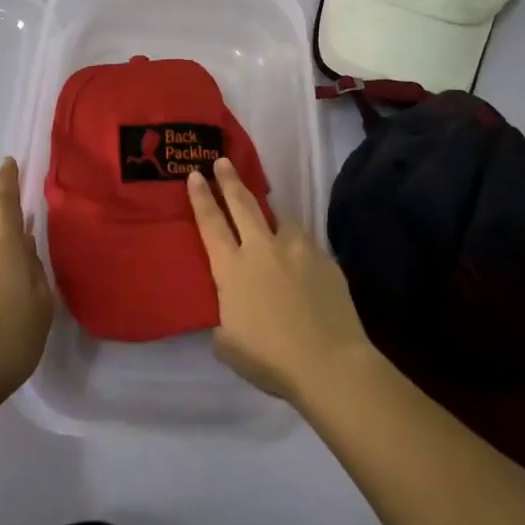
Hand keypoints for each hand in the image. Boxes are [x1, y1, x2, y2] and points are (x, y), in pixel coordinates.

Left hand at [0, 157, 53, 413]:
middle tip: (32, 263)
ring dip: (2, 270)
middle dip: (12, 242)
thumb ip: (36, 273)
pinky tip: (1, 318)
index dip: (7, 182)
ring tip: (20, 302)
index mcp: (4, 251)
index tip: (9, 162)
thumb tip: (26, 250)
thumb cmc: (11, 340)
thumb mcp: (42, 306)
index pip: (3, 205)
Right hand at [186, 157, 371, 404]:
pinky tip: (299, 261)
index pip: (210, 223)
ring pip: (279, 219)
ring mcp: (296, 250)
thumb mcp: (228, 345)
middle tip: (223, 160)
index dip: (201, 197)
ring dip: (270, 215)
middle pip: (242, 204)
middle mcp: (262, 249)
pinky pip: (305, 243)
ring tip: (270, 219)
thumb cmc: (271, 359)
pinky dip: (296, 246)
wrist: (329, 363)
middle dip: (230, 180)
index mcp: (232, 269)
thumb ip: (223, 320)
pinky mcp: (324, 259)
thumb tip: (228, 314)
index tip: (195, 174)